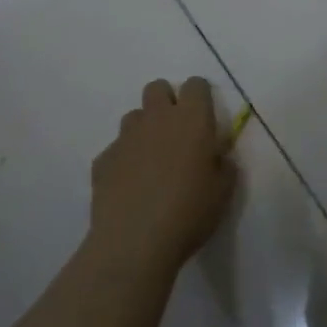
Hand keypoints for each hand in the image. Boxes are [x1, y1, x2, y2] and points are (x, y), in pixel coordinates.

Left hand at [89, 78, 235, 277]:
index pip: (196, 84)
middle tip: (176, 132)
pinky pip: (115, 149)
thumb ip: (224, 164)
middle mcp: (157, 119)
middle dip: (166, 101)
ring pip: (134, 116)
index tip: (204, 118)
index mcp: (192, 119)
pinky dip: (124, 159)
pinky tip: (129, 186)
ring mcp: (126, 137)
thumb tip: (217, 156)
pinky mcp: (103, 160)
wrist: (134, 242)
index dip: (200, 97)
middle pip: (157, 88)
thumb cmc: (189, 212)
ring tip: (151, 160)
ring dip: (144, 129)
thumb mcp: (223, 191)